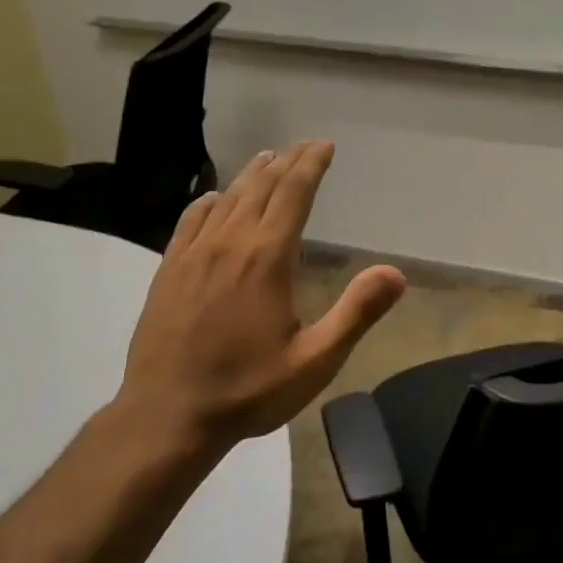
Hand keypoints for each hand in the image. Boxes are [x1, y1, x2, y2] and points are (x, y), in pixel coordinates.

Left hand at [115, 140, 406, 451]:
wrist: (167, 417)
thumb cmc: (248, 390)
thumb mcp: (316, 361)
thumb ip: (356, 313)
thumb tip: (396, 273)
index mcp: (266, 259)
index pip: (293, 194)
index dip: (311, 165)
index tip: (324, 145)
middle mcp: (229, 245)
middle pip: (261, 188)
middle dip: (286, 162)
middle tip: (304, 146)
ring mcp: (193, 256)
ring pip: (226, 200)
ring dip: (250, 176)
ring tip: (267, 160)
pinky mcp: (168, 272)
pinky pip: (190, 221)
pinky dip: (209, 202)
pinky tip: (214, 199)